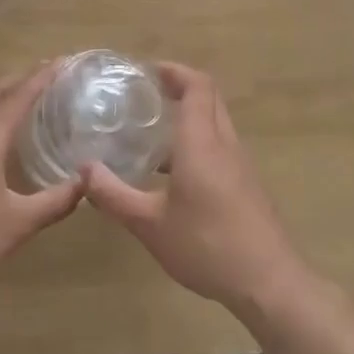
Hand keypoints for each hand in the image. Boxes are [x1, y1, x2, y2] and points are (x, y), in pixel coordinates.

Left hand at [0, 60, 82, 317]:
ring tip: (27, 97)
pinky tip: (0, 138)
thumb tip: (88, 179)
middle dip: (18, 78)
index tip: (62, 61)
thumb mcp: (21, 224)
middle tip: (48, 72)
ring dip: (0, 96)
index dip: (41, 77)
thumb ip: (57, 199)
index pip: (16, 98)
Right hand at [82, 62, 313, 315]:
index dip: (173, 70)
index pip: (196, 85)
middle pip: (209, 98)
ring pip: (215, 123)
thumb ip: (114, 195)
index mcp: (202, 143)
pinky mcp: (246, 185)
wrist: (270, 283)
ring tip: (151, 132)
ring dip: (188, 116)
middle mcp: (224, 144)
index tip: (146, 71)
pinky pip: (220, 147)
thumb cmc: (207, 246)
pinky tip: (172, 174)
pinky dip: (197, 142)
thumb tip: (84, 170)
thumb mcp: (150, 225)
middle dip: (179, 87)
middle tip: (144, 94)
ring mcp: (240, 165)